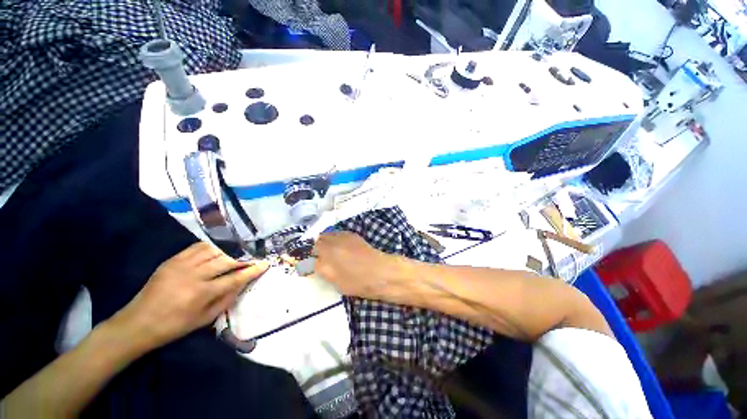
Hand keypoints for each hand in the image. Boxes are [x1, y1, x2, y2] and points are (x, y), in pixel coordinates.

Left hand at [110, 242, 268, 350]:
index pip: (235, 278)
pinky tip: (218, 250)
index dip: (252, 270)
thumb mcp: (204, 319)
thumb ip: (226, 300)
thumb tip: (242, 283)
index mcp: (201, 293)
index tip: (265, 264)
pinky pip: (197, 247)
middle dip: (243, 258)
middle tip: (253, 258)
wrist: (138, 323)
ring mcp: (181, 265)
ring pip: (214, 250)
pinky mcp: (172, 260)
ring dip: (229, 251)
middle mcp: (193, 275)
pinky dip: (212, 247)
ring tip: (237, 254)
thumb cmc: (174, 326)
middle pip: (227, 260)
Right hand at [313, 232, 411, 302]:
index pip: (311, 255)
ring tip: (327, 250)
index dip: (309, 259)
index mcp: (328, 258)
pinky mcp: (352, 235)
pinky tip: (338, 245)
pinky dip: (334, 238)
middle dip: (315, 248)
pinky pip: (337, 233)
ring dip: (323, 241)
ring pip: (327, 235)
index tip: (309, 263)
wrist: (381, 272)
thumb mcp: (336, 282)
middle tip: (317, 256)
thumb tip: (313, 263)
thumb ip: (323, 270)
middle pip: (317, 242)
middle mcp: (333, 244)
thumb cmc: (359, 282)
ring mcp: (343, 237)